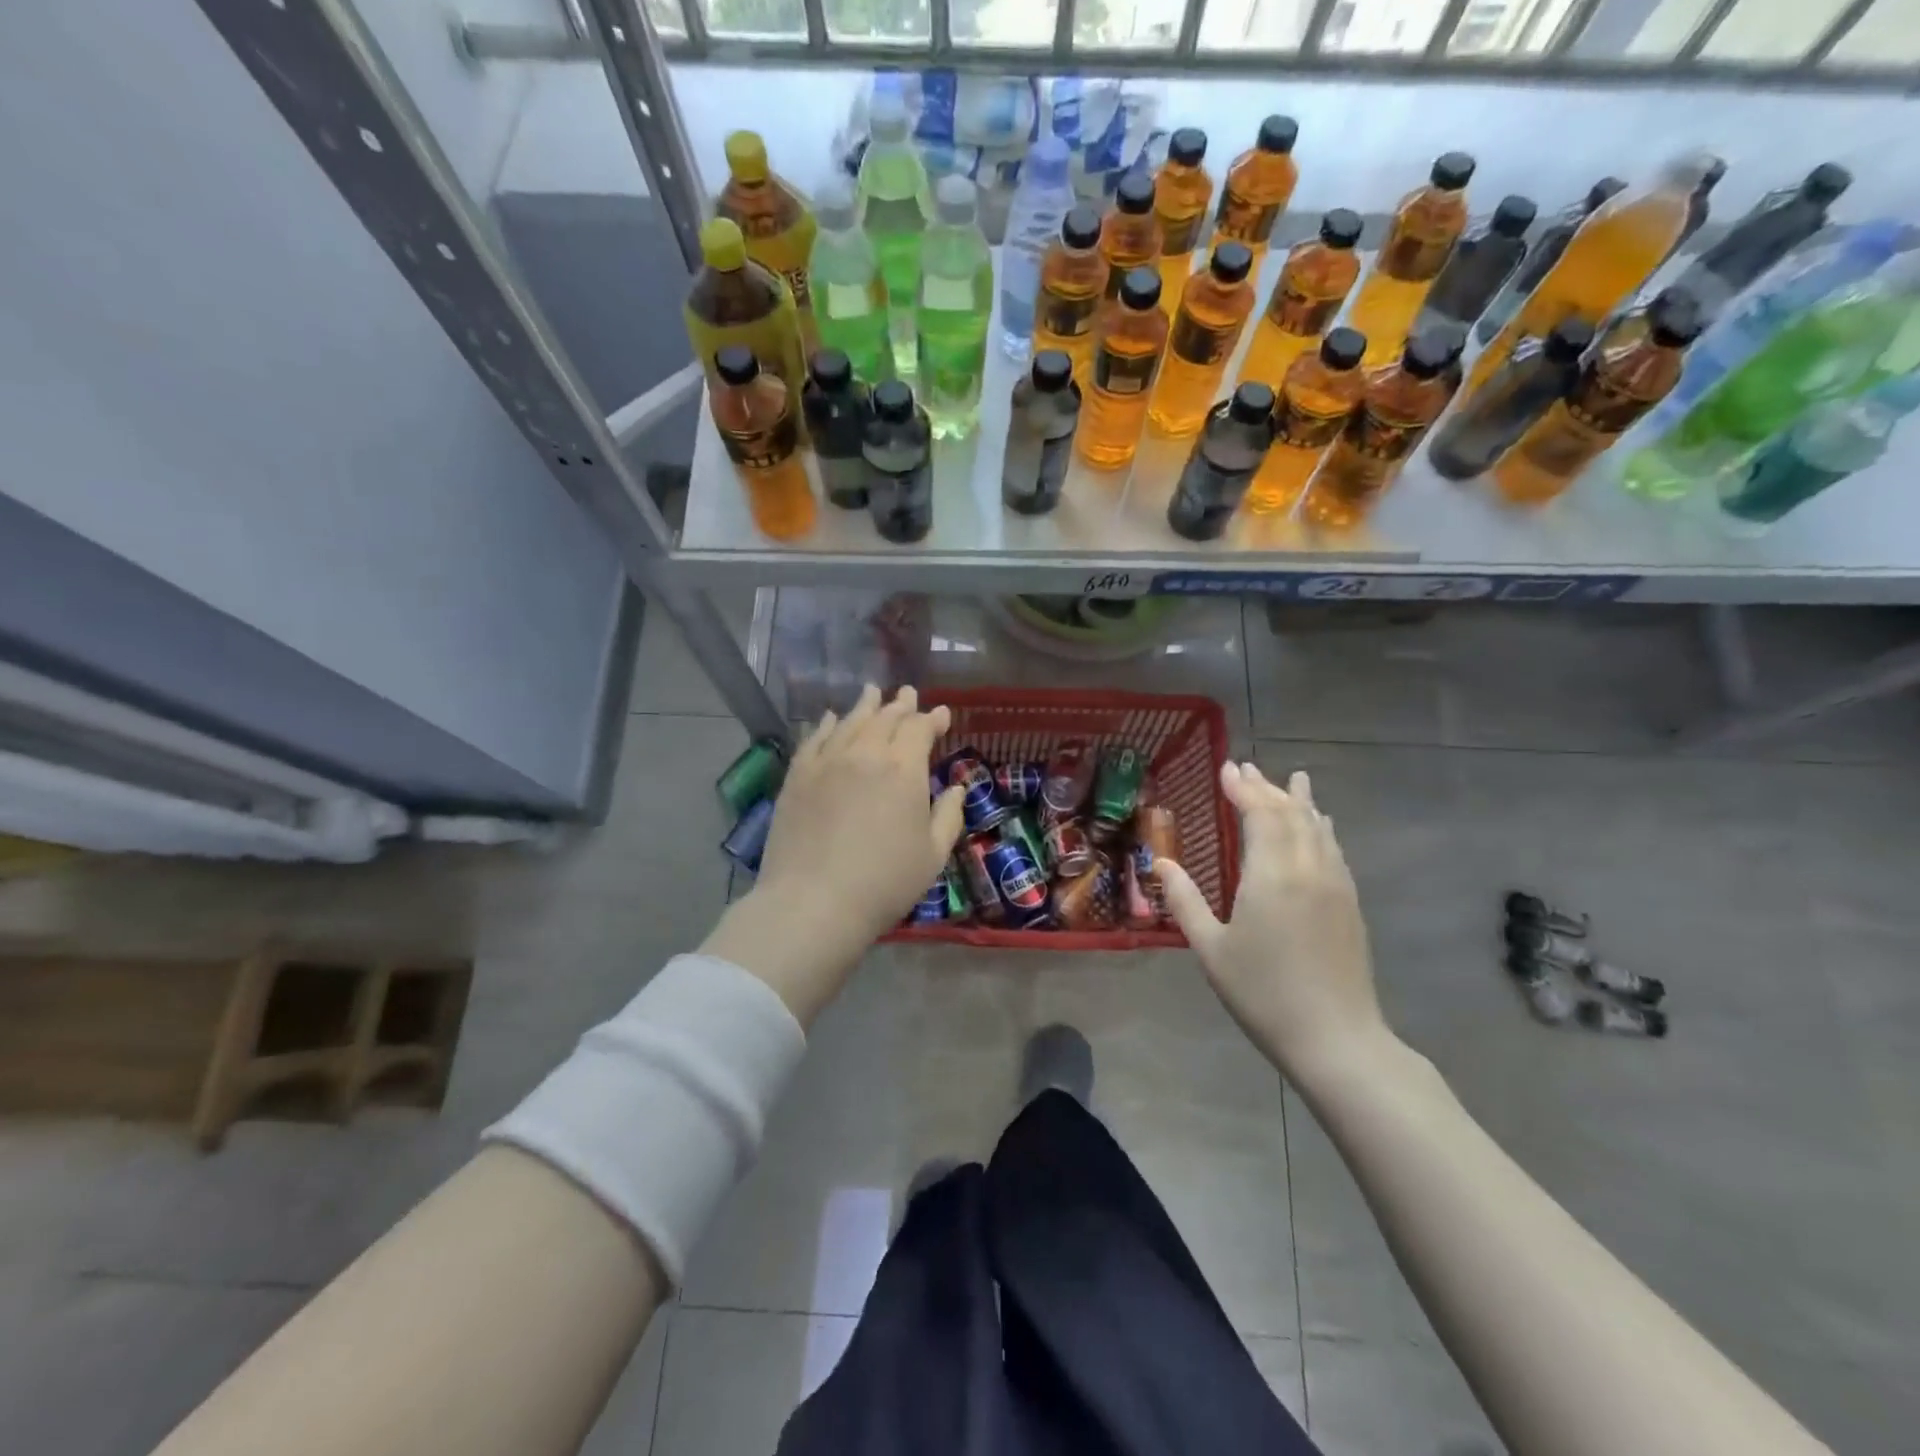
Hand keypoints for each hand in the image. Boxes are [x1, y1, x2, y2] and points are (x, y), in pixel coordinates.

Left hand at [702, 685, 964, 1024]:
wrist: (813, 902)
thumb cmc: (884, 883)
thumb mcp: (932, 855)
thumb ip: (948, 815)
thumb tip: (955, 787)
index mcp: (903, 769)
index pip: (920, 729)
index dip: (933, 719)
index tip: (942, 714)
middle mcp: (865, 754)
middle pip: (885, 718)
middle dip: (900, 704)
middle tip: (907, 694)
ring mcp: (826, 762)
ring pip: (849, 722)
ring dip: (865, 706)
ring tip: (872, 693)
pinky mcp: (797, 776)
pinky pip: (814, 739)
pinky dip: (826, 724)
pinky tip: (829, 718)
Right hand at [1158, 762, 1390, 1087]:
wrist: (1336, 1039)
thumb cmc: (1263, 993)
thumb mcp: (1211, 948)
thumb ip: (1185, 900)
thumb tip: (1161, 863)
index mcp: (1272, 874)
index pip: (1260, 814)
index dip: (1242, 788)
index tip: (1227, 768)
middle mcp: (1308, 868)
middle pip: (1291, 813)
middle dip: (1267, 787)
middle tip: (1247, 768)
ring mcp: (1335, 885)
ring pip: (1318, 828)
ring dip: (1300, 801)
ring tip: (1292, 780)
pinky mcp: (1350, 904)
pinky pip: (1333, 849)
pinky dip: (1321, 827)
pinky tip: (1320, 826)